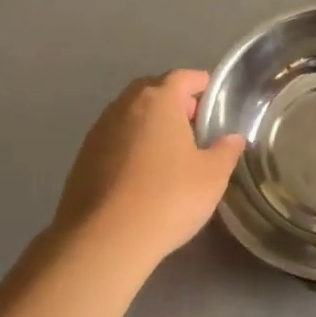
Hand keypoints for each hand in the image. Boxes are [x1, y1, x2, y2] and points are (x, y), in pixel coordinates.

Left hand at [53, 70, 245, 266]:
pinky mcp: (82, 158)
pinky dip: (131, 145)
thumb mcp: (212, 176)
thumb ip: (226, 151)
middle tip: (194, 125)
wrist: (105, 239)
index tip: (214, 99)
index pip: (183, 77)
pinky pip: (114, 139)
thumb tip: (233, 138)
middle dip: (174, 102)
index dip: (201, 84)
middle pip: (153, 91)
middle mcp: (124, 106)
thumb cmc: (168, 197)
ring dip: (150, 124)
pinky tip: (143, 173)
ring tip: (170, 150)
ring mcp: (98, 131)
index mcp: (158, 101)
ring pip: (130, 115)